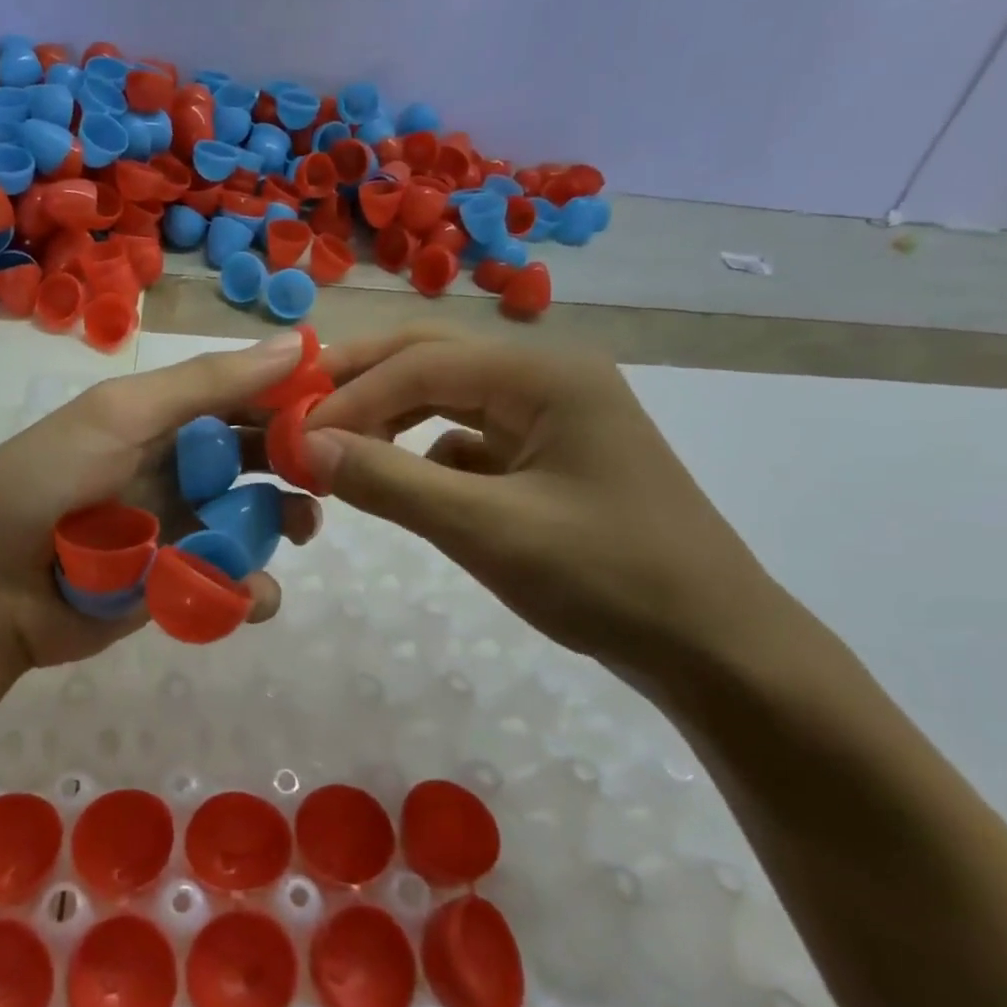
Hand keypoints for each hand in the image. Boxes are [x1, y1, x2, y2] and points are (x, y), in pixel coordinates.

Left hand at [0, 333, 321, 674]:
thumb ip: (207, 385)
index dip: (291, 397)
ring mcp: (180, 529)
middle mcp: (177, 469)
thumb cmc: (49, 481)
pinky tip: (252, 591)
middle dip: (297, 462)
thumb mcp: (122, 416)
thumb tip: (298, 345)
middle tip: (331, 472)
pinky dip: (251, 588)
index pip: (242, 398)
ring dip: (285, 522)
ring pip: (254, 521)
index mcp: (164, 420)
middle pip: (256, 459)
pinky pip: (232, 583)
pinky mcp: (178, 586)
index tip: (344, 403)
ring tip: (301, 529)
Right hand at [301, 328, 789, 684]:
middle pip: (434, 359)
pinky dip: (427, 455)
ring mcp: (552, 418)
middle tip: (300, 410)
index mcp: (544, 374)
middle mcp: (548, 378)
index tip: (292, 436)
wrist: (713, 646)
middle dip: (364, 383)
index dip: (351, 397)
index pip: (422, 364)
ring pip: (450, 398)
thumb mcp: (486, 530)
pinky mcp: (549, 459)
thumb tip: (307, 446)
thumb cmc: (606, 578)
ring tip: (338, 445)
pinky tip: (404, 483)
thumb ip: (391, 482)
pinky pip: (472, 440)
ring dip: (392, 417)